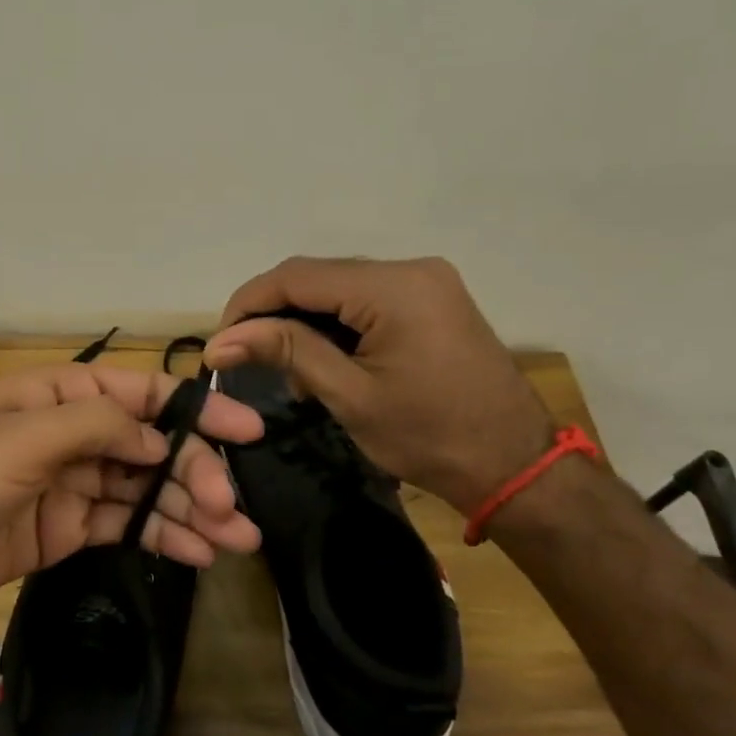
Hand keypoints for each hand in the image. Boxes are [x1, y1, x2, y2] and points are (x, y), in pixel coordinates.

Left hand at [0, 364, 264, 619]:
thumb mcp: (23, 437)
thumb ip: (98, 429)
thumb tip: (161, 442)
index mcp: (59, 395)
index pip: (141, 395)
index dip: (195, 410)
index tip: (246, 431)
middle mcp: (70, 434)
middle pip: (149, 447)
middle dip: (195, 473)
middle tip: (233, 509)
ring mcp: (68, 484)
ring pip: (143, 490)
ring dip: (189, 511)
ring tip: (238, 539)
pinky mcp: (63, 530)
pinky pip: (123, 526)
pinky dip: (160, 537)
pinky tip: (197, 552)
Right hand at [202, 256, 553, 512]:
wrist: (516, 466)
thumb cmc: (430, 438)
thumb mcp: (350, 396)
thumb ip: (286, 352)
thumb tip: (220, 340)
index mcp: (393, 287)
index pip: (298, 276)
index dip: (249, 303)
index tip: (219, 341)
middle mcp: (411, 269)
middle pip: (318, 277)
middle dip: (275, 314)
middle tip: (246, 357)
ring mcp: (426, 282)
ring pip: (340, 288)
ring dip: (304, 322)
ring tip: (285, 369)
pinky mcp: (432, 300)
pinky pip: (366, 300)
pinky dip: (336, 326)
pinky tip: (323, 361)